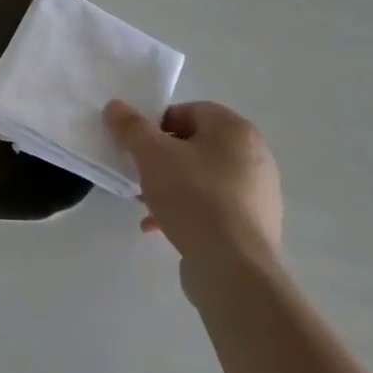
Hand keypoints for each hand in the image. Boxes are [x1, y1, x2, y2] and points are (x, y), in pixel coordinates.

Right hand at [104, 100, 282, 271]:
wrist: (233, 266)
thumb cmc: (193, 197)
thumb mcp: (151, 155)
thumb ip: (130, 127)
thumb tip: (115, 106)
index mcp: (235, 130)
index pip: (189, 111)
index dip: (156, 124)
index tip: (136, 145)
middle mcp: (254, 155)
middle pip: (195, 145)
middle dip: (161, 157)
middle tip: (137, 172)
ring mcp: (257, 192)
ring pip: (202, 178)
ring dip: (170, 185)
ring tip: (144, 203)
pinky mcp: (254, 224)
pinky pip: (213, 207)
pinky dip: (186, 210)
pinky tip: (159, 227)